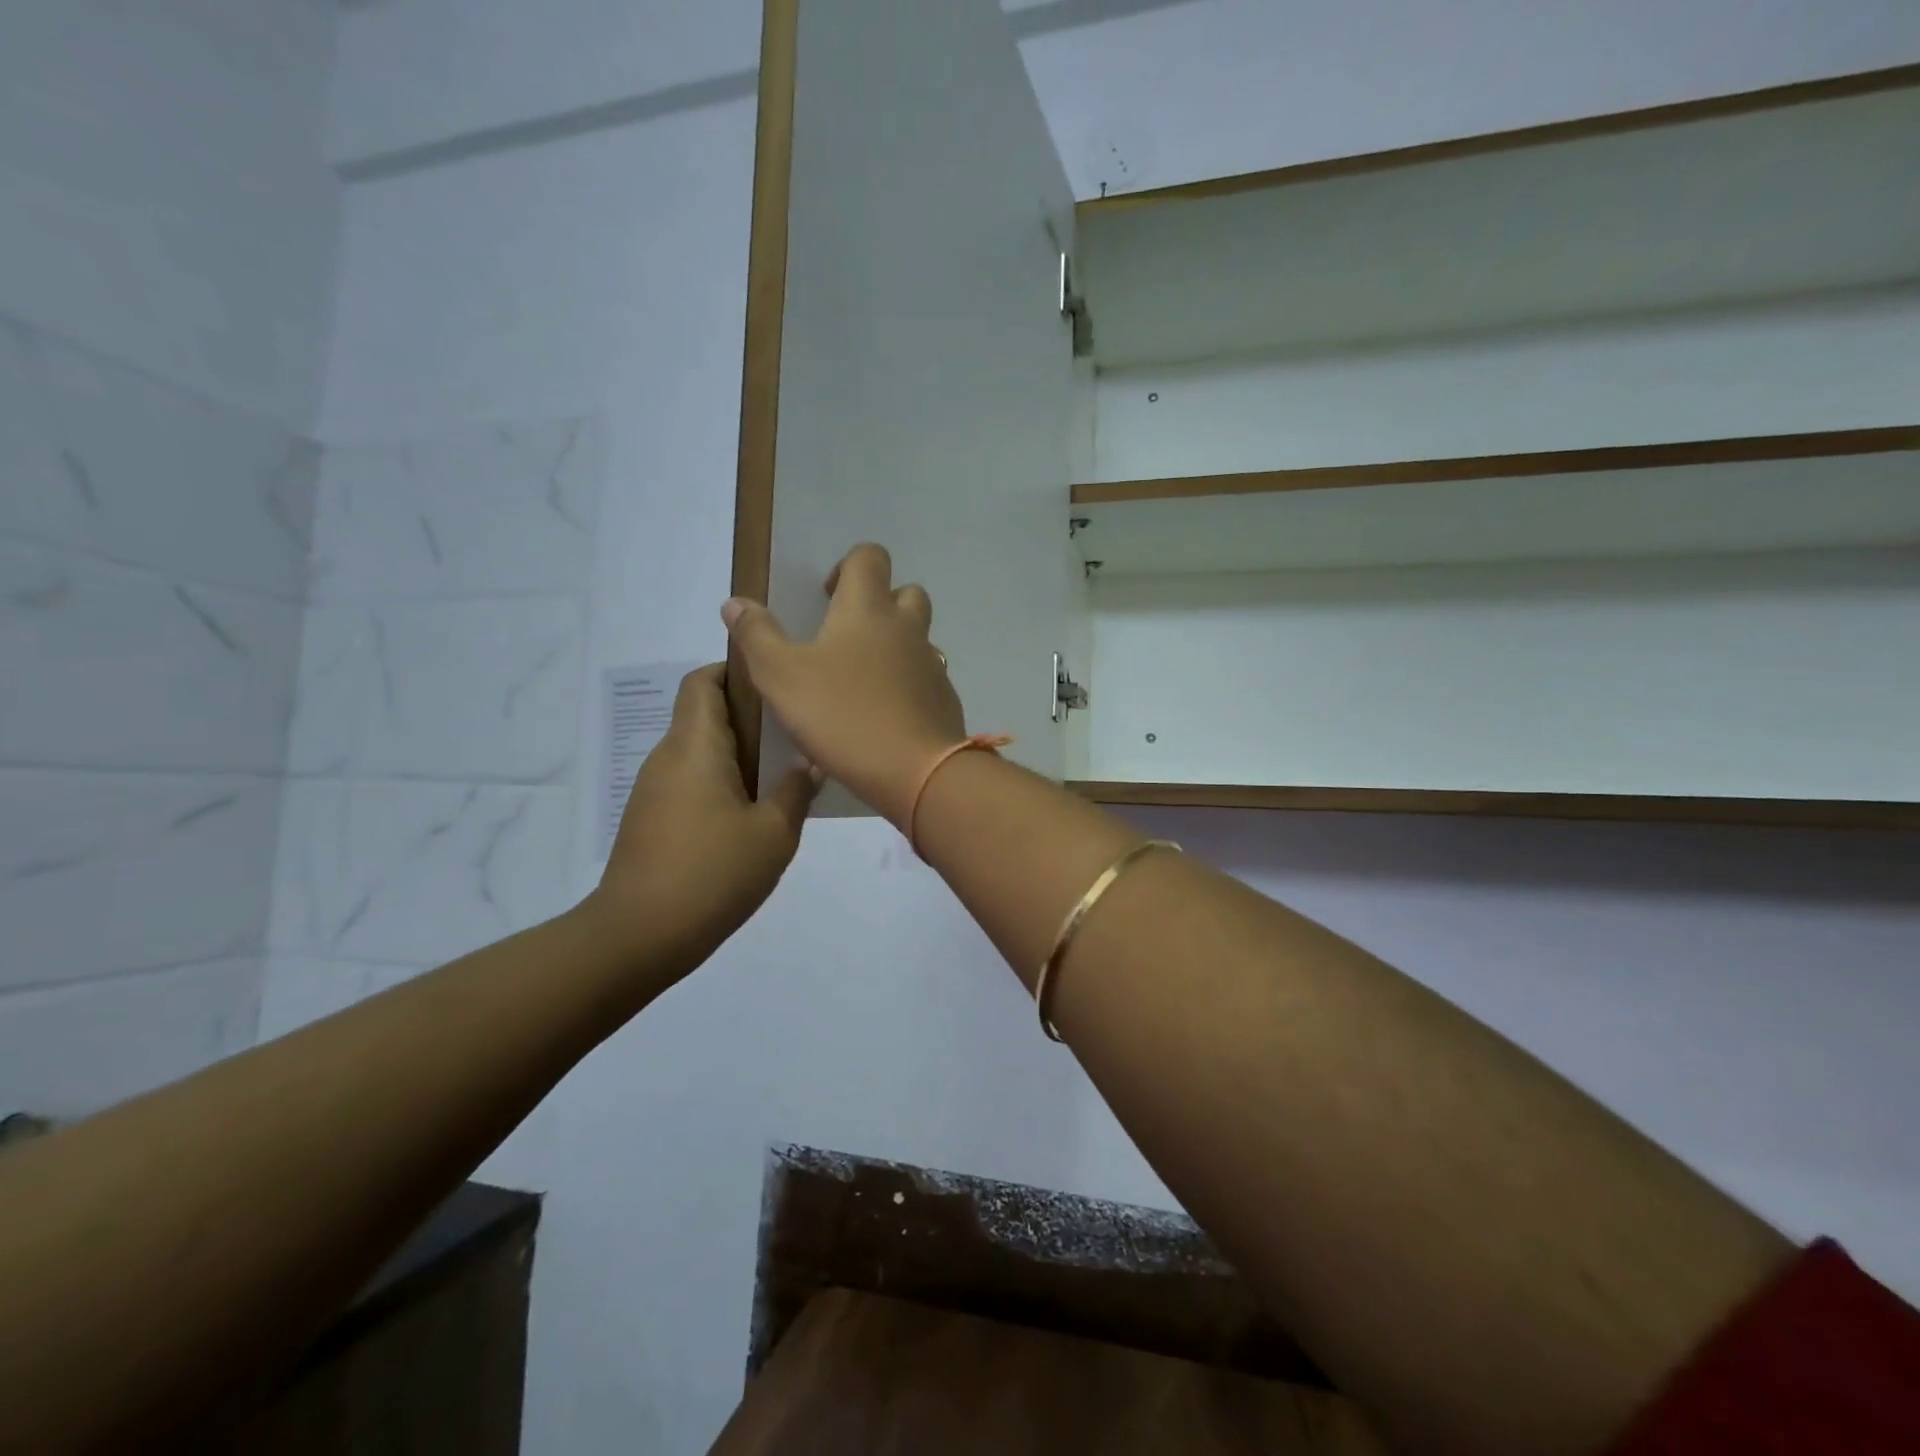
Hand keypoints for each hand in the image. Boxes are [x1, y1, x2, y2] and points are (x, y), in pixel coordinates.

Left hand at [589, 664, 816, 979]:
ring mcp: (654, 790)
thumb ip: (796, 790)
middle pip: (705, 715)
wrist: (638, 936)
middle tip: (797, 736)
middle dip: (750, 718)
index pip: (703, 681)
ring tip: (783, 779)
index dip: (735, 671)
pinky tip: (753, 818)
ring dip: (739, 757)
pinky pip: (691, 784)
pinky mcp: (651, 820)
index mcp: (695, 746)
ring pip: (701, 753)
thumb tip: (810, 763)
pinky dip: (722, 785)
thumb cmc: (712, 873)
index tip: (776, 686)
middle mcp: (668, 758)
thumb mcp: (774, 833)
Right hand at [722, 543, 964, 828]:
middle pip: (906, 592)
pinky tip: (886, 715)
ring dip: (896, 645)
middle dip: (880, 602)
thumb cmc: (843, 716)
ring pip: (919, 638)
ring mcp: (932, 665)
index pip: (869, 557)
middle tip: (847, 635)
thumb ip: (757, 637)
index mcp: (868, 610)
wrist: (916, 771)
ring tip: (862, 680)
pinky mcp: (944, 700)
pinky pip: (927, 678)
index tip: (827, 597)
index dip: (848, 566)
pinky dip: (909, 684)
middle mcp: (907, 628)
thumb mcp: (782, 677)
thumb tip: (736, 603)